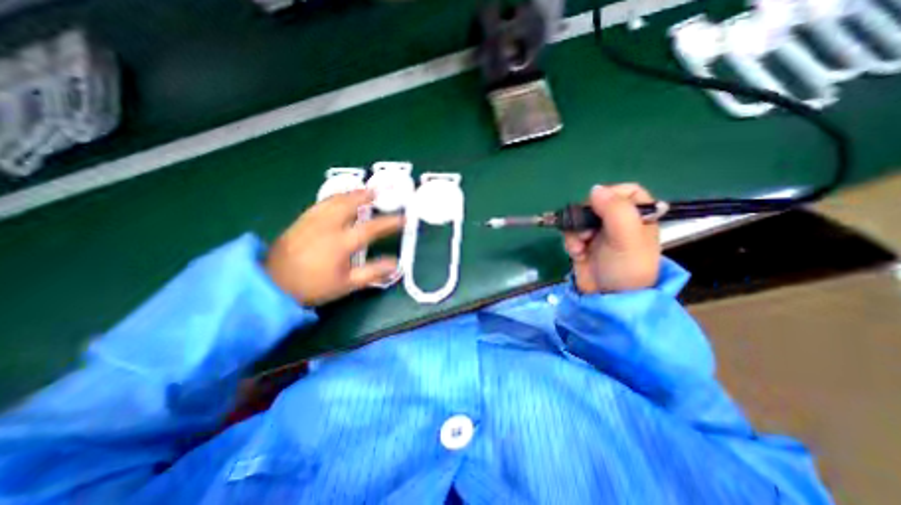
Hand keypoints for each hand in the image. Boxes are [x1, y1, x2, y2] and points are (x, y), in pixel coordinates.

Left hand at [264, 190, 402, 305]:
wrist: (272, 284)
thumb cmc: (313, 286)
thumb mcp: (346, 285)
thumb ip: (372, 273)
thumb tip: (395, 264)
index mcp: (341, 243)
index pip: (371, 228)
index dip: (390, 222)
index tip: (403, 218)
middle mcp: (328, 226)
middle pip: (350, 205)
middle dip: (366, 196)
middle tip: (378, 192)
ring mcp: (312, 221)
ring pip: (334, 200)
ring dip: (351, 194)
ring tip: (362, 190)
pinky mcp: (301, 220)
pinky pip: (321, 203)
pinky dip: (334, 198)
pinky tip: (337, 199)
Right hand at [560, 183, 658, 295]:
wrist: (607, 298)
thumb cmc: (625, 268)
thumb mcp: (627, 238)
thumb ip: (616, 210)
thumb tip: (595, 189)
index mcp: (638, 217)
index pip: (626, 191)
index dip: (611, 195)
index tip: (599, 207)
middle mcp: (619, 222)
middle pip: (596, 203)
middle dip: (586, 217)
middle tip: (586, 231)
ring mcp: (599, 233)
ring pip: (579, 218)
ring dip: (575, 231)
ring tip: (580, 247)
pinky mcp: (583, 243)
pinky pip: (571, 232)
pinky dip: (570, 241)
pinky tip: (576, 253)